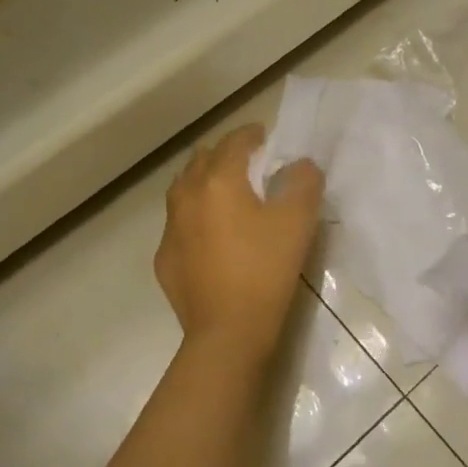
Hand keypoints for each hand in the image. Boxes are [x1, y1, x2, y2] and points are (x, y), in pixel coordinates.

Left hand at [155, 124, 323, 364]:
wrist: (227, 332)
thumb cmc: (265, 270)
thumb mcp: (298, 222)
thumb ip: (303, 182)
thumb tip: (299, 165)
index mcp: (219, 180)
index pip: (234, 142)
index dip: (251, 134)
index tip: (264, 135)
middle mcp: (187, 196)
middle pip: (202, 159)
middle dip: (224, 154)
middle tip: (247, 162)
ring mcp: (170, 228)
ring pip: (183, 188)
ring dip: (203, 181)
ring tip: (224, 191)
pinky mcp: (164, 258)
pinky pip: (177, 223)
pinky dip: (193, 216)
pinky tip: (208, 233)